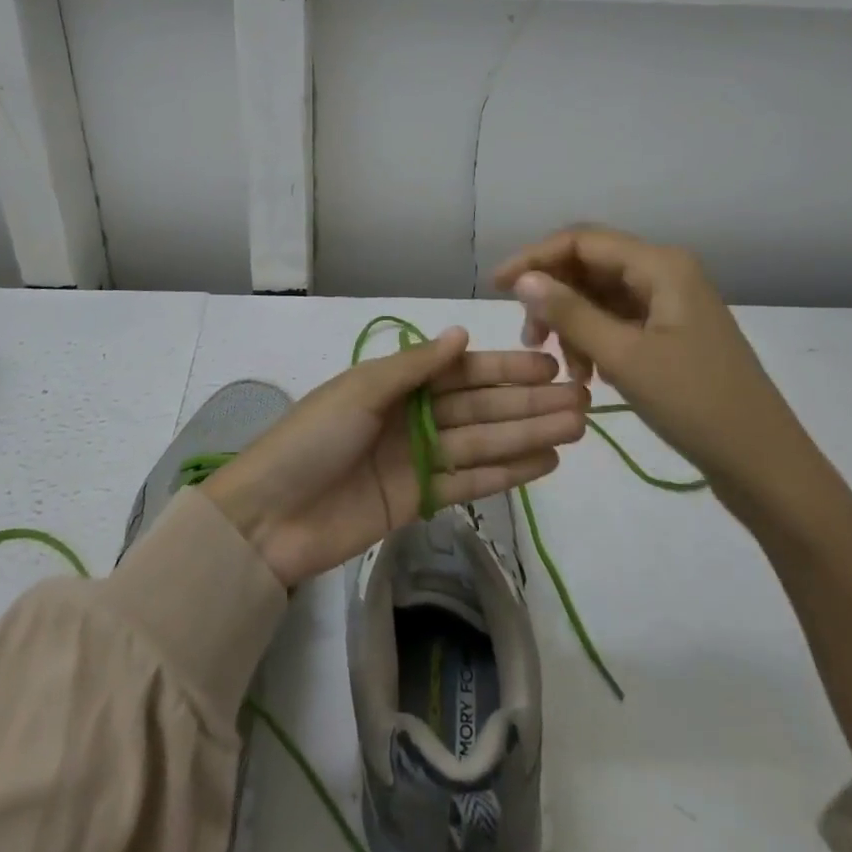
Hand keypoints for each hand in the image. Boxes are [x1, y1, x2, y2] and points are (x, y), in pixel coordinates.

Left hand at [202, 327, 588, 587]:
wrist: (269, 518)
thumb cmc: (312, 439)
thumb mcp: (360, 391)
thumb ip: (415, 367)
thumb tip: (462, 333)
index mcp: (397, 384)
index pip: (462, 372)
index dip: (505, 370)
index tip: (548, 368)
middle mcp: (413, 416)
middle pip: (480, 408)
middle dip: (528, 404)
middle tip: (582, 402)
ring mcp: (419, 459)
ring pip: (483, 443)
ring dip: (527, 436)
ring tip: (575, 431)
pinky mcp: (420, 501)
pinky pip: (470, 481)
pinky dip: (506, 474)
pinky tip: (544, 464)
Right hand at [492, 226, 829, 526]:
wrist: (766, 466)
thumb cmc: (696, 404)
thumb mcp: (624, 357)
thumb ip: (570, 313)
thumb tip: (523, 278)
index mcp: (661, 266)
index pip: (581, 241)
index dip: (534, 258)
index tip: (496, 287)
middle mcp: (666, 273)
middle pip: (591, 266)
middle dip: (554, 296)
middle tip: (529, 338)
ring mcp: (671, 304)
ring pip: (602, 296)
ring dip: (572, 323)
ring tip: (559, 365)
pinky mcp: (673, 333)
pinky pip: (620, 321)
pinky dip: (595, 340)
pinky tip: (587, 374)